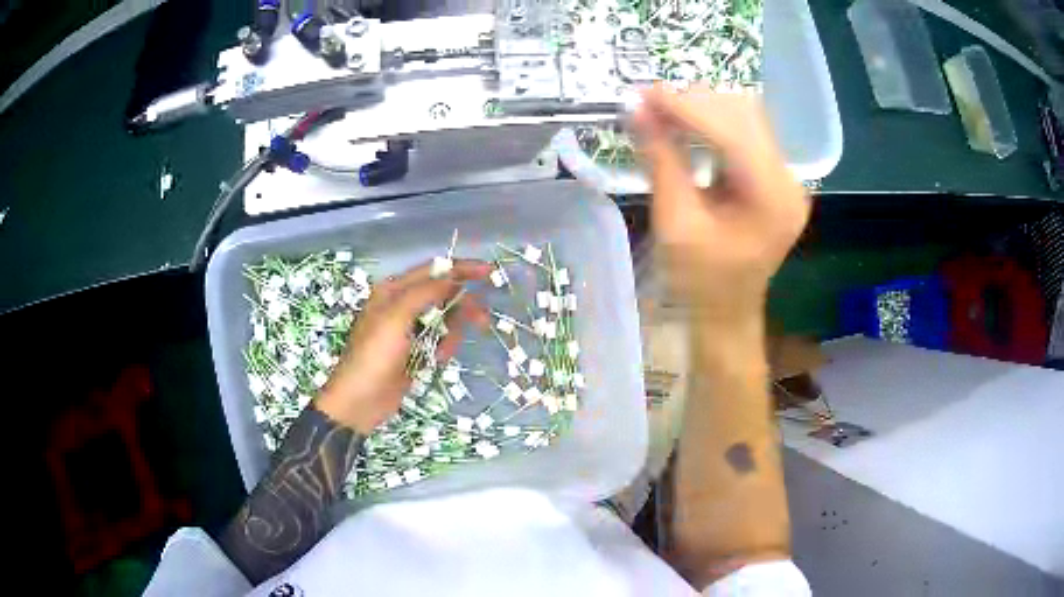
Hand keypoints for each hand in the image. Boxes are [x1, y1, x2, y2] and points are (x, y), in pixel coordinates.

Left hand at [316, 260, 490, 432]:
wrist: (360, 401)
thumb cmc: (374, 355)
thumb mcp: (396, 317)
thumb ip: (425, 292)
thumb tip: (453, 276)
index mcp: (393, 291)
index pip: (432, 270)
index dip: (460, 268)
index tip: (489, 271)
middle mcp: (402, 305)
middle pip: (442, 294)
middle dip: (462, 305)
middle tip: (483, 319)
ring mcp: (410, 330)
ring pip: (445, 320)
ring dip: (452, 333)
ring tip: (444, 352)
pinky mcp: (416, 352)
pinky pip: (441, 341)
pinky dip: (444, 348)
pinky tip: (437, 361)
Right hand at [633, 84, 809, 330]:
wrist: (726, 313)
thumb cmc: (699, 280)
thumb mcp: (675, 221)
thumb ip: (661, 159)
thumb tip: (635, 108)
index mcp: (772, 199)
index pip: (732, 132)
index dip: (686, 106)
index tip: (644, 93)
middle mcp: (789, 182)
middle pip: (745, 116)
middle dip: (695, 101)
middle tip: (649, 101)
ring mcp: (786, 178)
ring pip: (747, 118)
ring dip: (704, 107)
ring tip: (663, 109)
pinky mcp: (777, 178)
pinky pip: (747, 134)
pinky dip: (714, 122)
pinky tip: (686, 123)